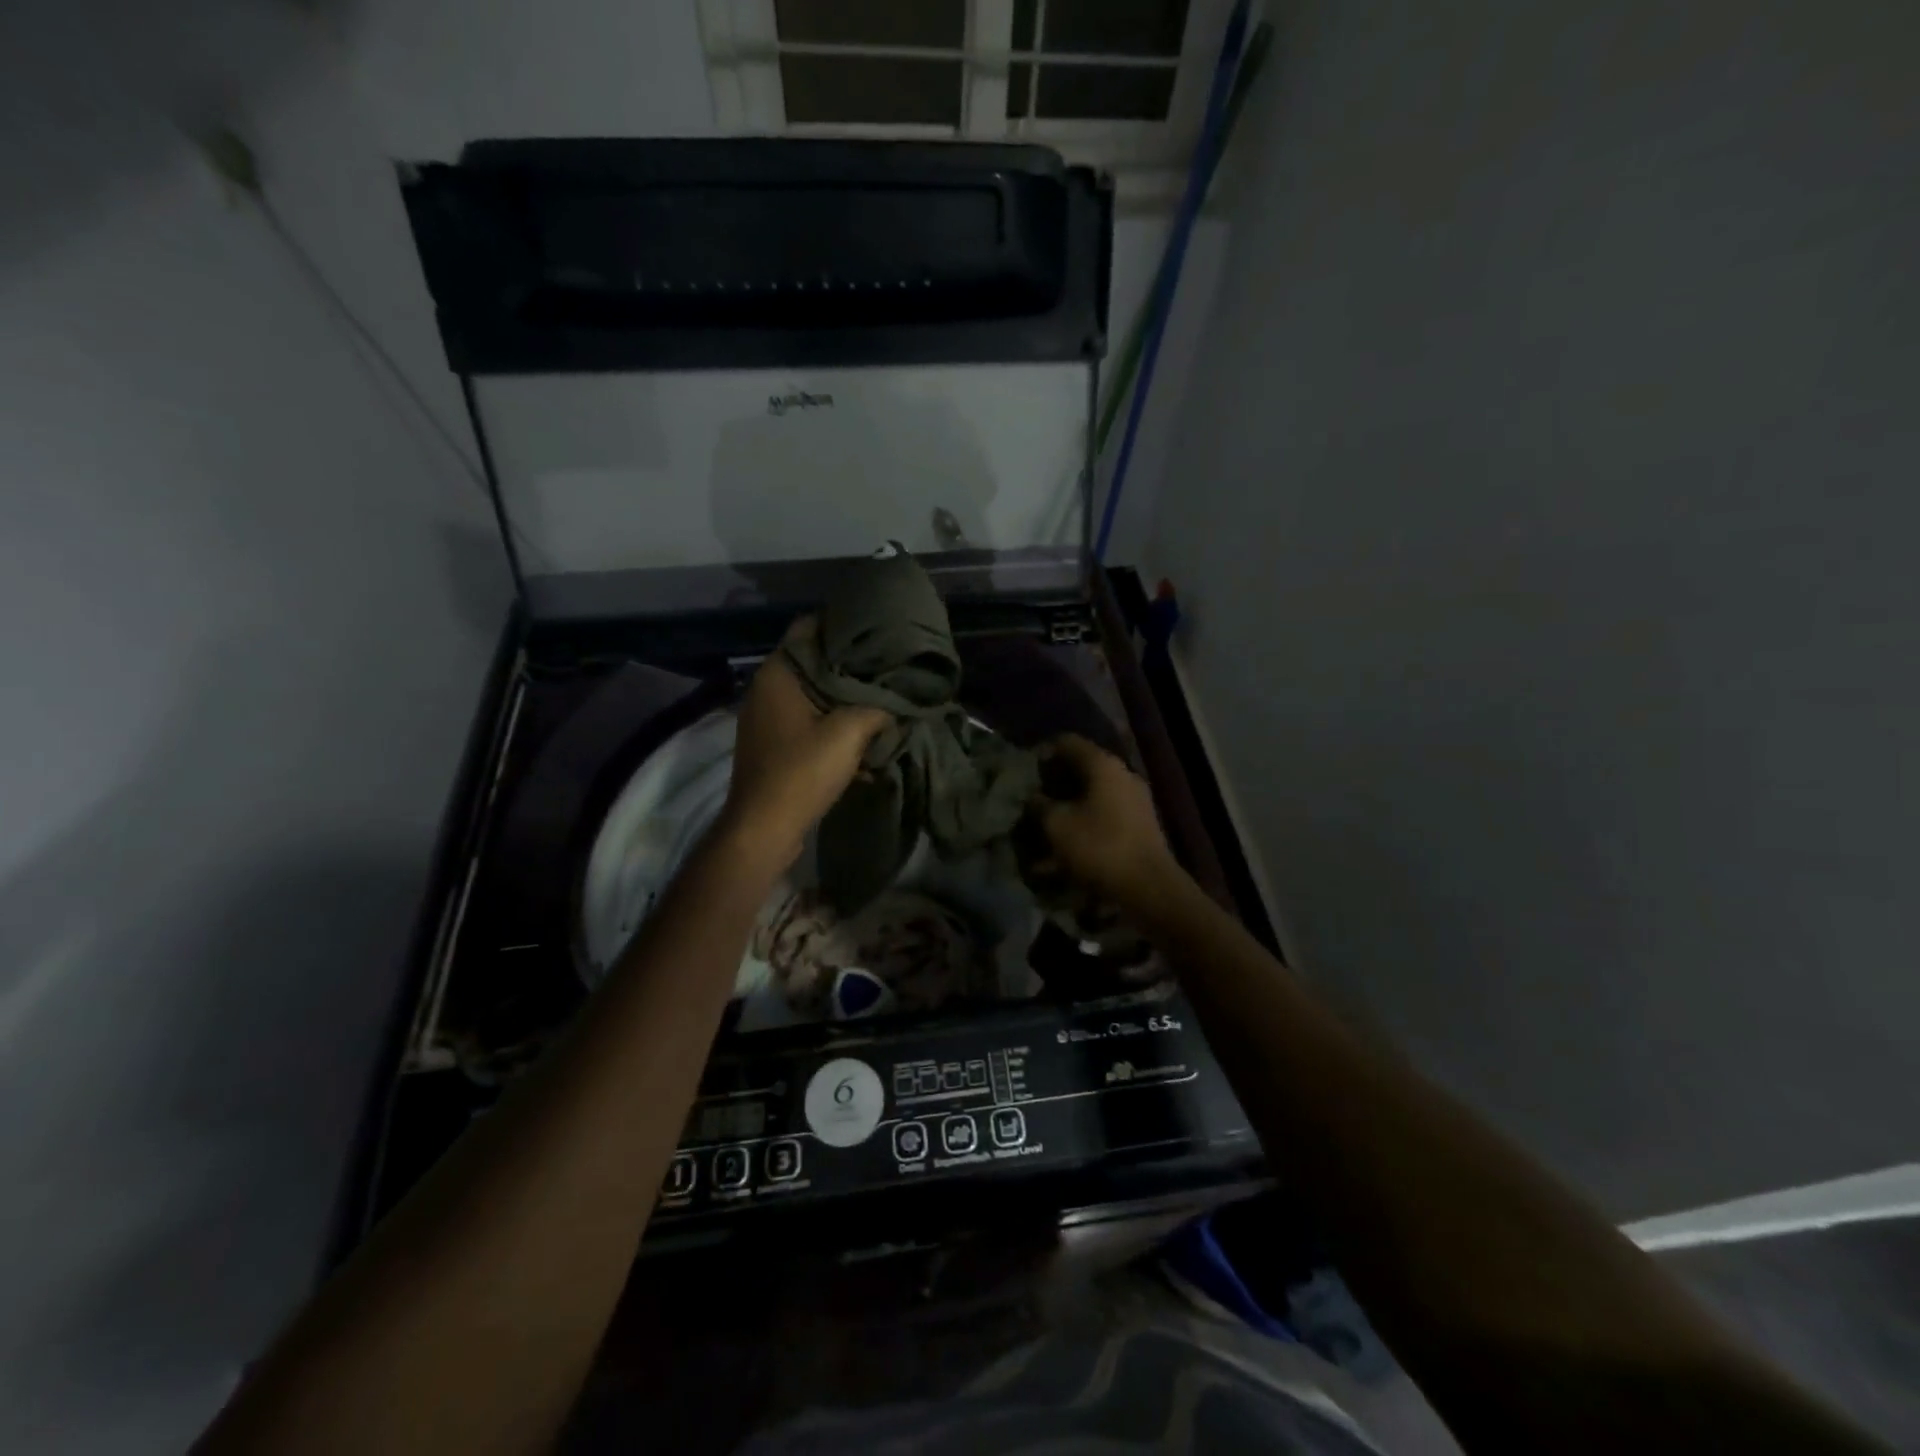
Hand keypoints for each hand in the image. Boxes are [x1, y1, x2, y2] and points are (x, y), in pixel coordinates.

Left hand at [719, 618, 889, 870]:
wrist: (764, 828)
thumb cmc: (801, 771)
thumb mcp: (849, 733)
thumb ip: (877, 708)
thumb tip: (896, 704)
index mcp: (778, 673)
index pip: (809, 628)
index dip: (843, 625)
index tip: (876, 629)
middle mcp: (767, 688)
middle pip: (814, 662)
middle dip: (850, 665)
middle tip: (887, 663)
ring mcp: (768, 719)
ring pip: (814, 695)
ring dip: (844, 698)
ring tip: (882, 696)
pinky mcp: (774, 745)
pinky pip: (809, 722)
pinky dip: (832, 724)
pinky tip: (863, 734)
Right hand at [1034, 734, 1179, 910]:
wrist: (1149, 887)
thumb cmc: (1099, 847)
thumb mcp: (1057, 825)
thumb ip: (1039, 805)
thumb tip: (1033, 796)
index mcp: (1103, 764)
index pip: (1066, 742)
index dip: (1042, 753)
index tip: (1024, 773)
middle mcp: (1122, 774)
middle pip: (1081, 767)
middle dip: (1054, 782)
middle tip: (1032, 799)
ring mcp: (1135, 799)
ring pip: (1092, 792)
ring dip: (1068, 805)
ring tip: (1046, 825)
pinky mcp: (1139, 823)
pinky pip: (1104, 813)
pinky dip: (1085, 821)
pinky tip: (1069, 843)